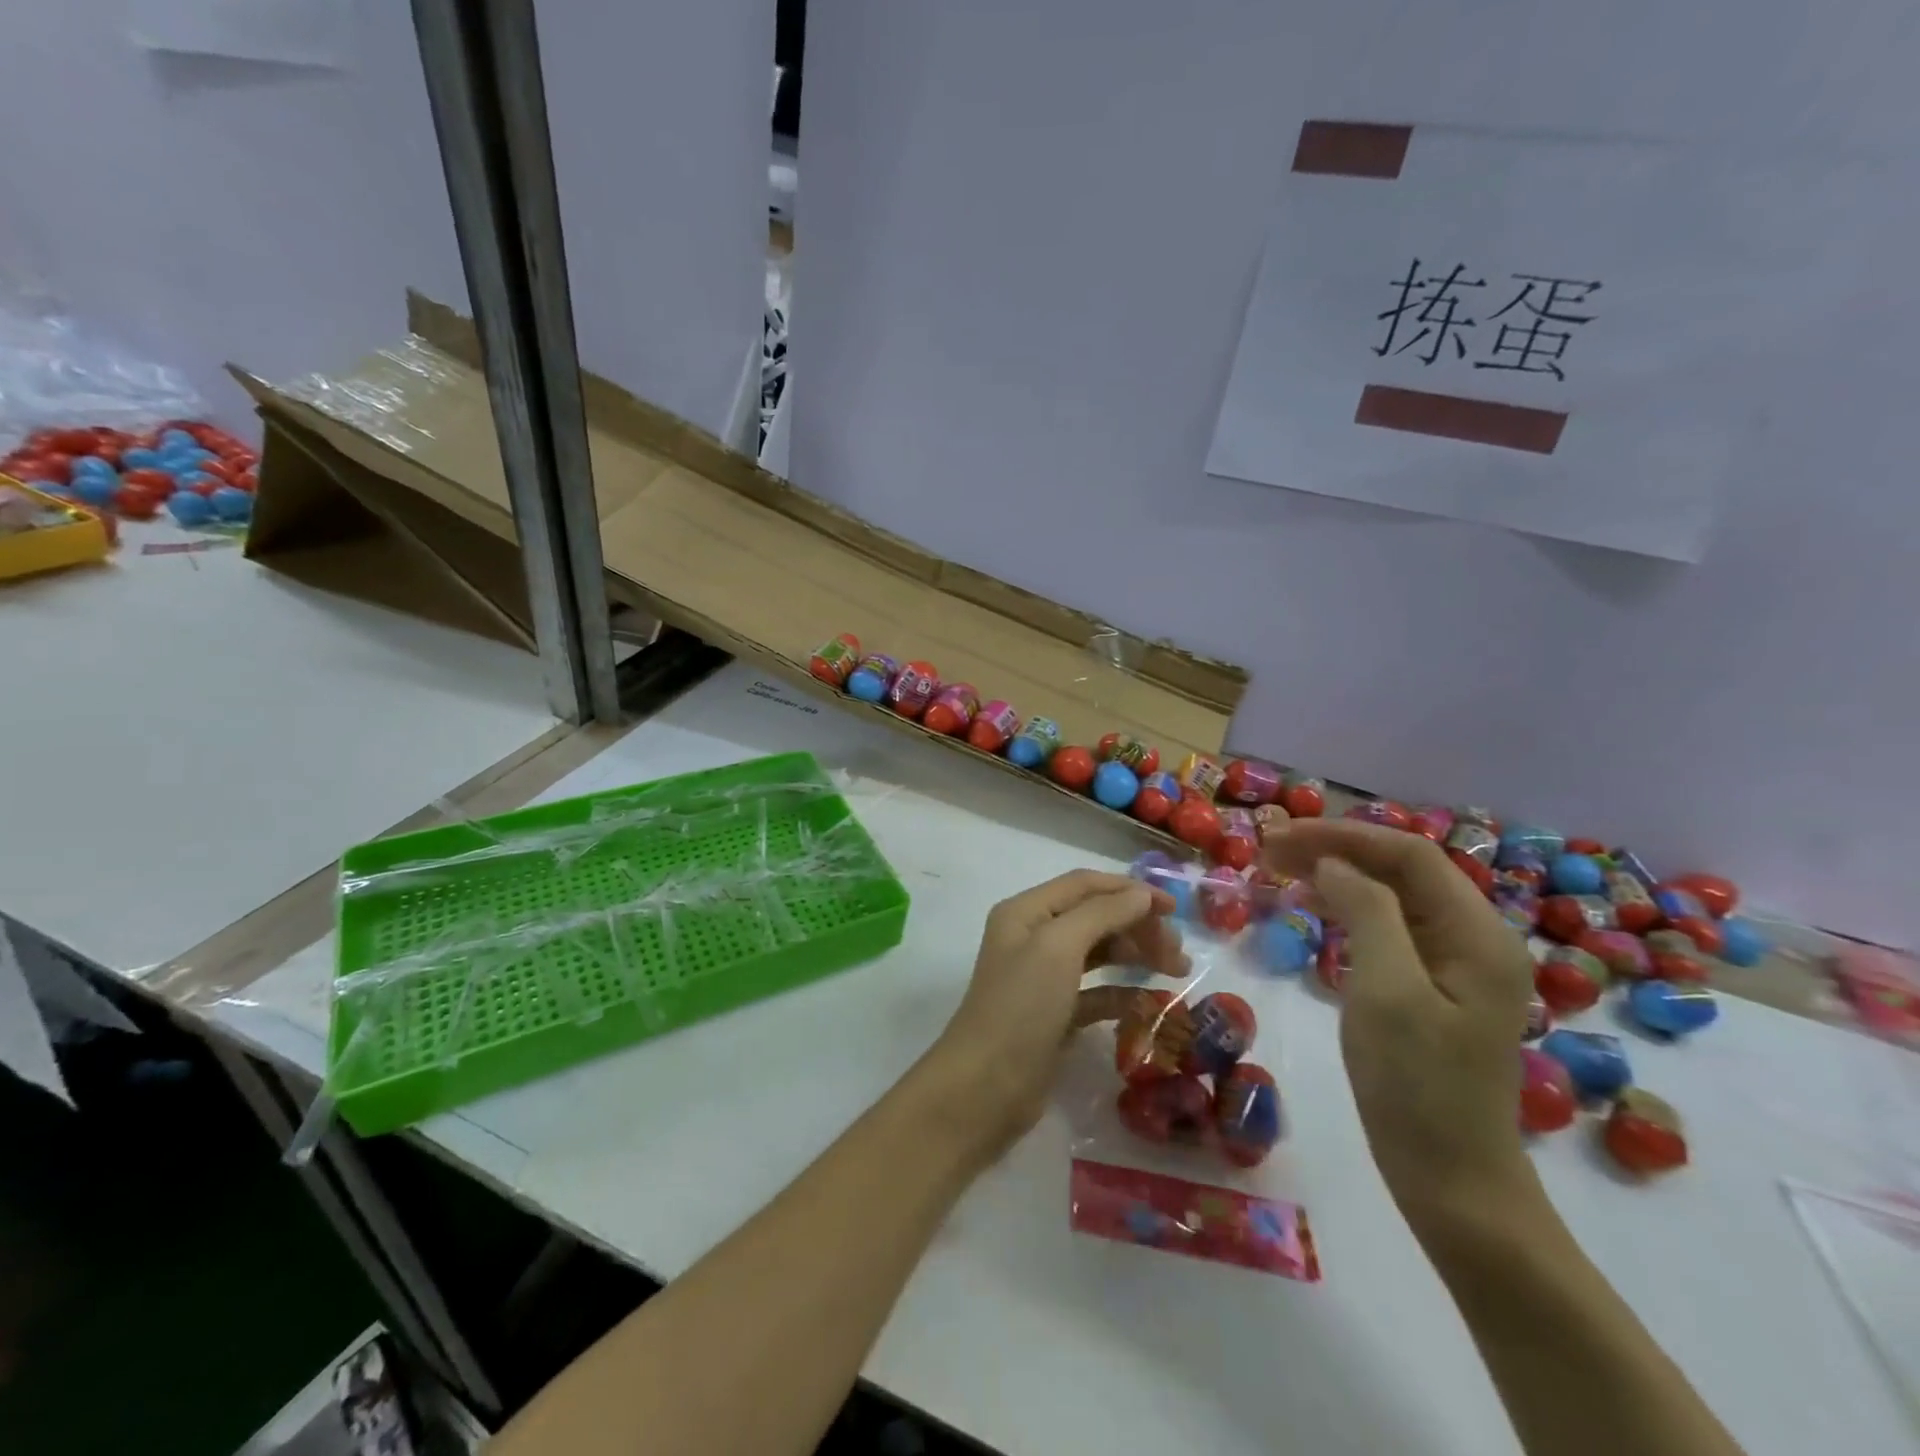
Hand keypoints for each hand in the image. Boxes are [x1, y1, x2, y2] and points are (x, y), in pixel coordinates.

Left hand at [927, 870, 1185, 1157]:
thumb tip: (1142, 894)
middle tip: (1178, 952)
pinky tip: (1149, 1004)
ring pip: (1098, 953)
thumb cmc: (1021, 1006)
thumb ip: (1102, 914)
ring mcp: (1042, 978)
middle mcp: (1032, 937)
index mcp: (1026, 912)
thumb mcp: (1058, 948)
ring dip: (1135, 956)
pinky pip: (1096, 992)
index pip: (1084, 885)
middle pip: (1094, 917)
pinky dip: (1122, 993)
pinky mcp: (1054, 1015)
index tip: (1175, 908)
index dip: (1129, 890)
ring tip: (1176, 971)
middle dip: (1137, 926)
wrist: (985, 1088)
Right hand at [1264, 820, 1535, 1225]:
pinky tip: (1312, 909)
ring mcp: (1455, 965)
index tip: (1280, 836)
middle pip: (1401, 869)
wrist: (1451, 1179)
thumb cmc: (1416, 1086)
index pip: (1409, 854)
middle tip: (1268, 850)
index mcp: (1477, 933)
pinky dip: (1346, 908)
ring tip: (1279, 870)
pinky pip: (1388, 927)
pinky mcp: (1433, 988)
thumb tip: (1332, 864)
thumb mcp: (1387, 991)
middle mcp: (1474, 937)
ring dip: (1337, 874)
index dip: (1343, 835)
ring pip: (1391, 895)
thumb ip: (1366, 913)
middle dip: (1335, 850)